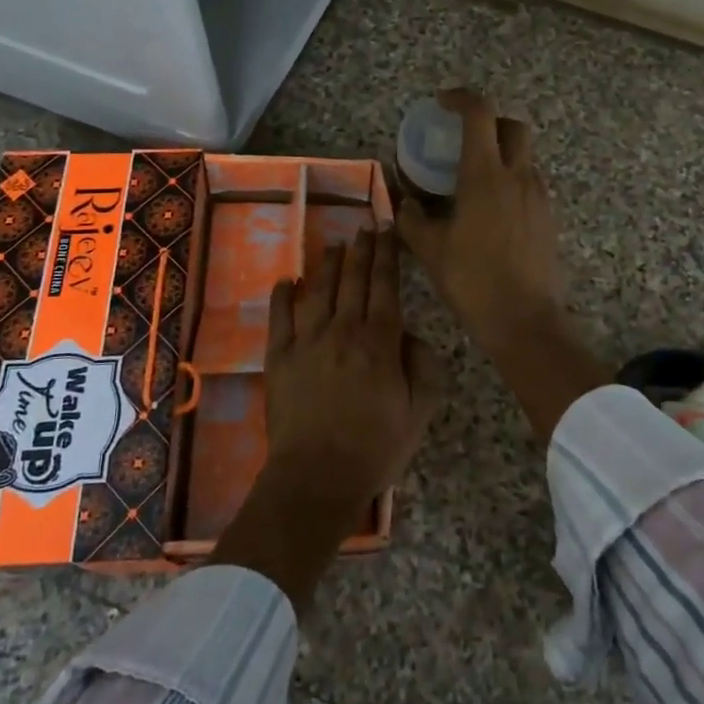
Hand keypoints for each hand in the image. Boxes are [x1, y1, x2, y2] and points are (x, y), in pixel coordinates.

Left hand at [262, 227, 442, 513]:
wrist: (317, 477)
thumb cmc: (375, 447)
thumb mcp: (419, 411)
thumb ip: (423, 366)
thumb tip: (409, 335)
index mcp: (380, 341)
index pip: (385, 286)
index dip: (387, 254)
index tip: (388, 229)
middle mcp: (343, 330)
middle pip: (354, 280)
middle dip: (362, 249)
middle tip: (366, 226)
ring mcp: (307, 341)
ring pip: (319, 290)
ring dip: (329, 263)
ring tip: (336, 242)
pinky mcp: (280, 357)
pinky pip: (280, 317)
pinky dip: (283, 295)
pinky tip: (287, 280)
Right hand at [395, 88, 606, 443]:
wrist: (525, 321)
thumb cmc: (473, 281)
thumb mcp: (430, 249)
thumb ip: (413, 218)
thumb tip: (405, 202)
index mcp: (485, 175)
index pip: (480, 114)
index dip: (461, 99)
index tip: (442, 102)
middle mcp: (518, 176)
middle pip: (513, 126)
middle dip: (489, 121)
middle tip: (463, 137)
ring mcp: (540, 196)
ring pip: (525, 156)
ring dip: (501, 153)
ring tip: (473, 178)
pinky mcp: (549, 217)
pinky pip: (530, 182)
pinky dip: (511, 180)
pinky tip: (491, 209)